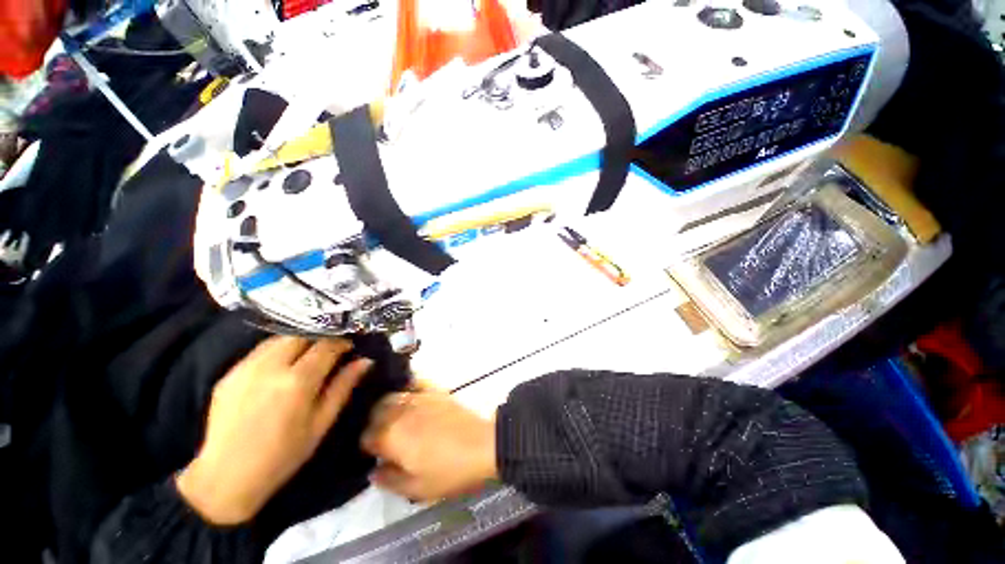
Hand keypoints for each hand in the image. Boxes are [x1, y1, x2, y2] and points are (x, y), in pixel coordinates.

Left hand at [176, 336, 371, 524]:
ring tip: (306, 357)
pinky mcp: (229, 374)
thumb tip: (365, 361)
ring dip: (298, 342)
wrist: (226, 477)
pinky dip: (277, 351)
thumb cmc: (284, 454)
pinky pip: (259, 351)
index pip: (326, 345)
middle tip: (328, 352)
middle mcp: (271, 367)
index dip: (341, 342)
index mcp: (297, 381)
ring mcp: (246, 368)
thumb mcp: (322, 423)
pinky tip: (281, 368)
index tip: (349, 347)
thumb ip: (343, 387)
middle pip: (301, 335)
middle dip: (319, 338)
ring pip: (279, 339)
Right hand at [361, 385, 497, 500]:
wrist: (482, 445)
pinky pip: (415, 382)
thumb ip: (389, 480)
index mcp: (391, 437)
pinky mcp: (435, 390)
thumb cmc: (450, 471)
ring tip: (393, 418)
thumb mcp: (417, 489)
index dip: (368, 447)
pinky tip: (409, 394)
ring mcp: (419, 397)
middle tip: (384, 436)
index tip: (376, 454)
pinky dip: (407, 385)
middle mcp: (400, 412)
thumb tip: (373, 472)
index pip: (366, 437)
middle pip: (375, 411)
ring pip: (392, 395)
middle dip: (374, 424)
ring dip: (387, 406)